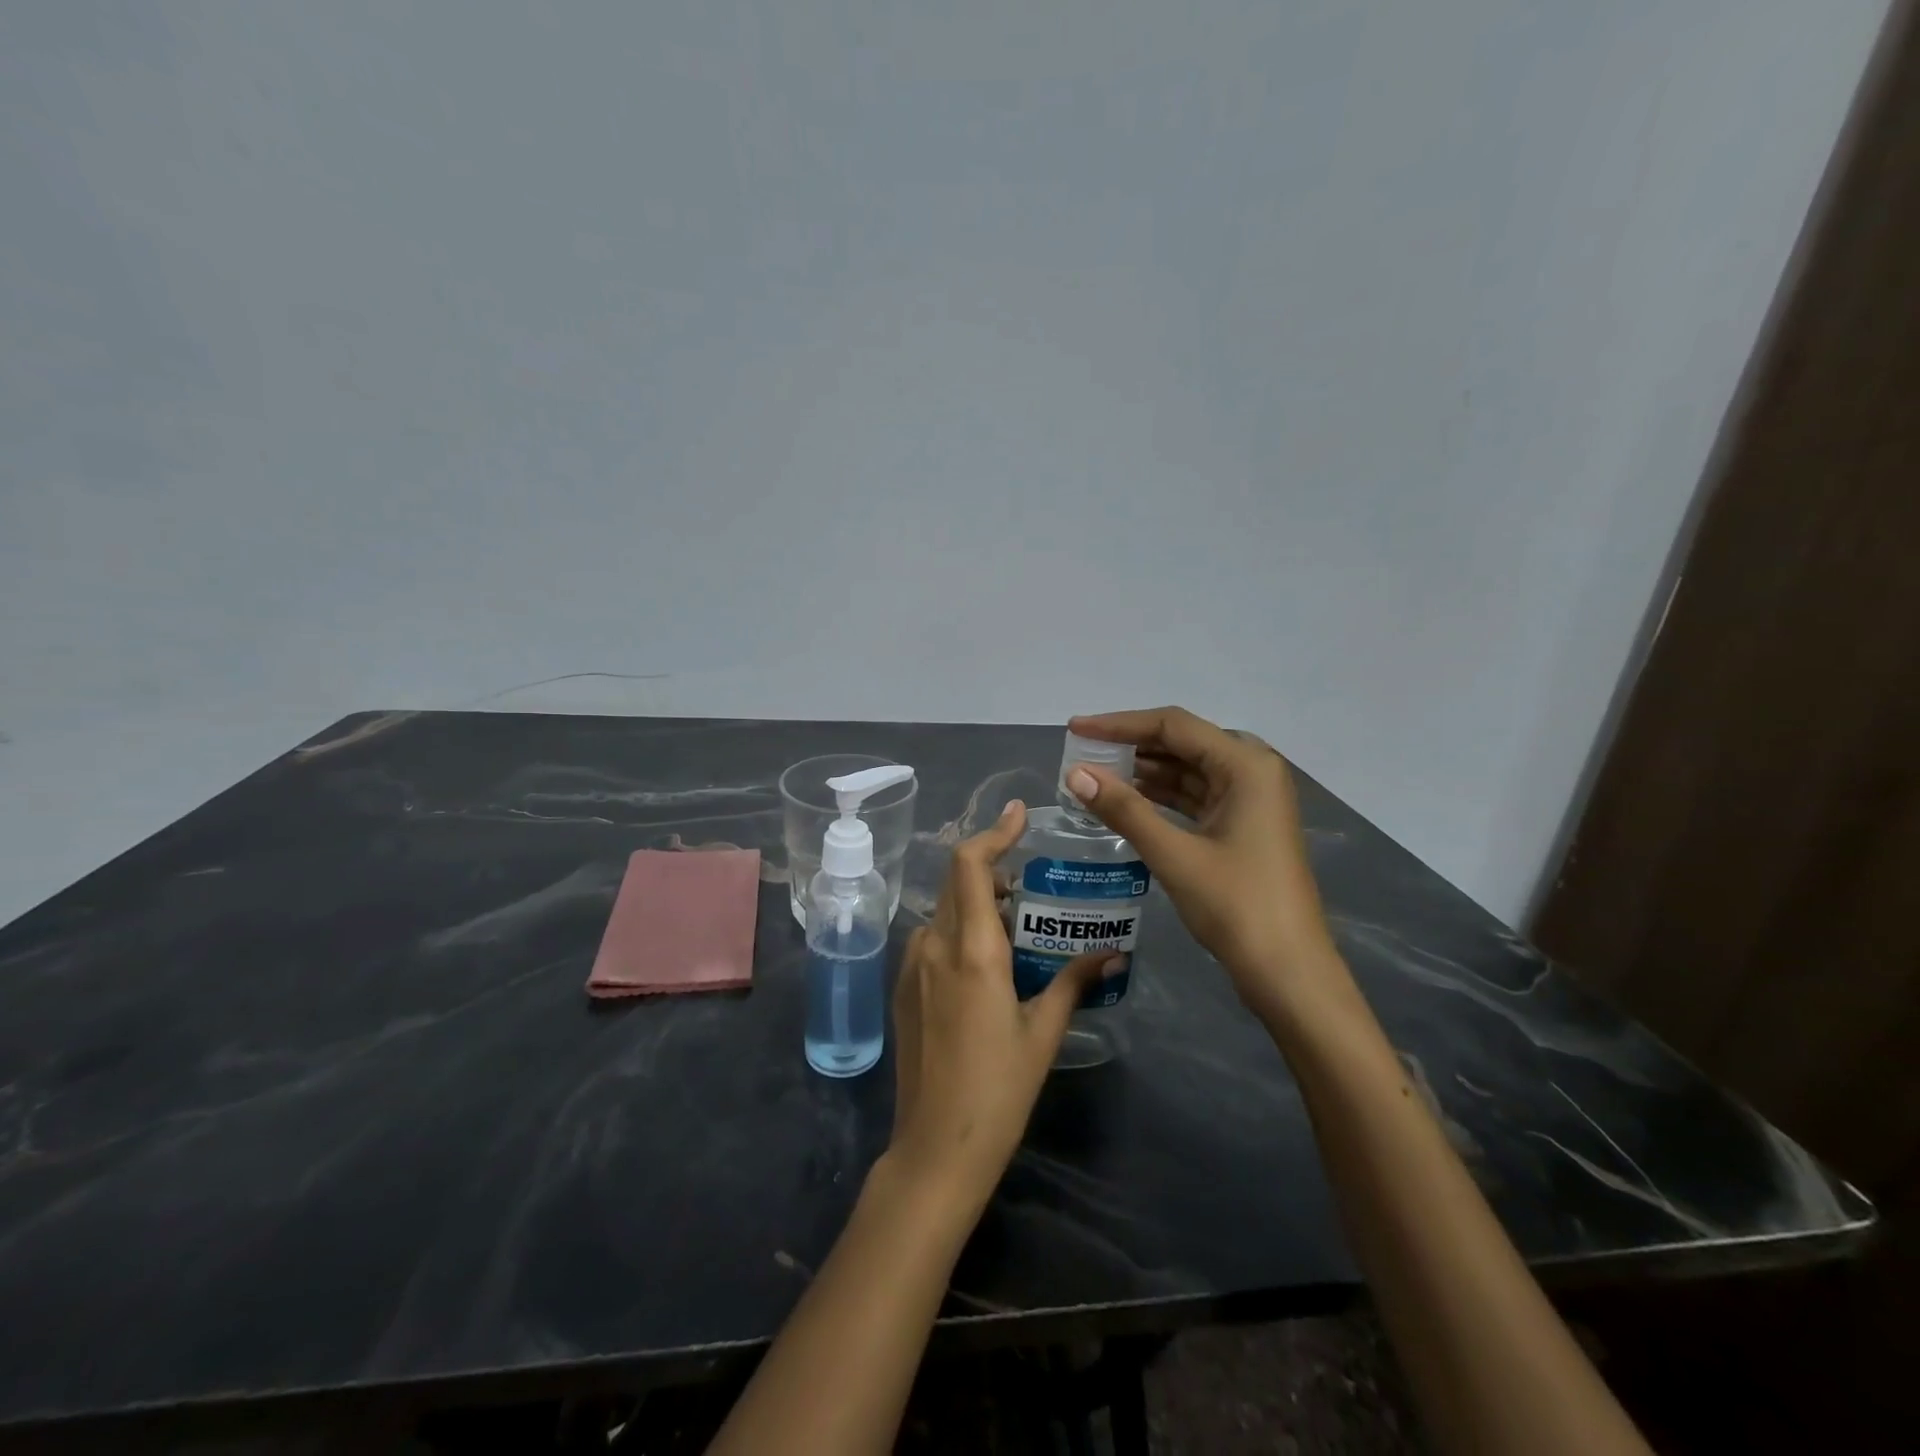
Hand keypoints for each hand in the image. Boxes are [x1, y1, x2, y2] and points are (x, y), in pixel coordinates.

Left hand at [887, 801, 1110, 1213]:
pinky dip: (957, 928)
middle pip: (955, 881)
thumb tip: (1111, 952)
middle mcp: (934, 946)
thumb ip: (1074, 983)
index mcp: (972, 950)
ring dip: (974, 901)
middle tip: (1027, 880)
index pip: (969, 865)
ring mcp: (911, 966)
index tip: (1018, 815)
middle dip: (990, 868)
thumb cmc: (998, 1090)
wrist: (935, 1147)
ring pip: (942, 910)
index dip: (992, 832)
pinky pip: (931, 938)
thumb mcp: (1042, 1032)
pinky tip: (984, 960)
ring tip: (1012, 921)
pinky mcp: (902, 987)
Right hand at [1065, 707, 1344, 1027]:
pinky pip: (1196, 795)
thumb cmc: (1236, 906)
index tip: (1076, 729)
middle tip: (1083, 752)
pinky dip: (1161, 796)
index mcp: (1246, 765)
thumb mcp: (1174, 854)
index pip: (1173, 726)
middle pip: (1182, 743)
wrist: (1288, 972)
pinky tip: (1127, 801)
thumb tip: (1075, 773)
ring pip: (1189, 770)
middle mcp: (1253, 771)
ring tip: (1096, 774)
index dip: (1120, 724)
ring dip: (1144, 771)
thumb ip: (1124, 809)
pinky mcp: (1244, 825)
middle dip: (1131, 746)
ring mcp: (1252, 799)